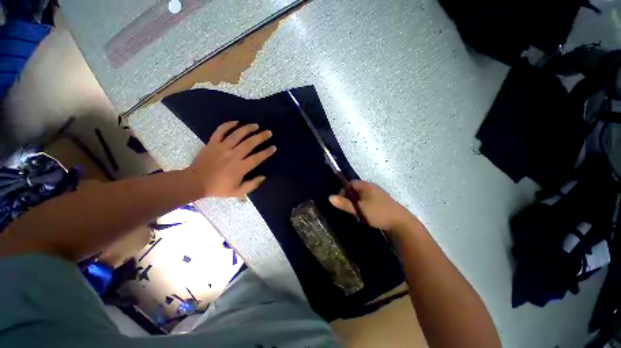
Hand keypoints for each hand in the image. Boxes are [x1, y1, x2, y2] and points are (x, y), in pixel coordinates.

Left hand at [186, 121, 275, 197]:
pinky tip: (236, 122)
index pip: (257, 158)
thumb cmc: (218, 188)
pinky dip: (228, 125)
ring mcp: (222, 148)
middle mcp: (233, 155)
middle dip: (261, 137)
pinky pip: (220, 131)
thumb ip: (252, 185)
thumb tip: (263, 177)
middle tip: (269, 132)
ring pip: (237, 135)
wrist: (195, 182)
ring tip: (256, 125)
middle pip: (250, 143)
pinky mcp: (212, 143)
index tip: (274, 147)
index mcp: (240, 167)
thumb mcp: (237, 192)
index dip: (267, 152)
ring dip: (248, 129)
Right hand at [329, 180, 414, 232]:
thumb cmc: (378, 213)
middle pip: (356, 189)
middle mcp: (372, 187)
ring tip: (354, 211)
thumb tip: (329, 198)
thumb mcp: (359, 209)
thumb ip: (344, 204)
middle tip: (346, 207)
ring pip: (362, 196)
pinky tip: (364, 214)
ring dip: (356, 202)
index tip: (340, 201)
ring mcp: (378, 194)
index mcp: (366, 186)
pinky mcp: (382, 202)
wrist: (401, 222)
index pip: (350, 183)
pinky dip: (363, 205)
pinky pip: (368, 200)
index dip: (343, 190)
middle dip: (349, 197)